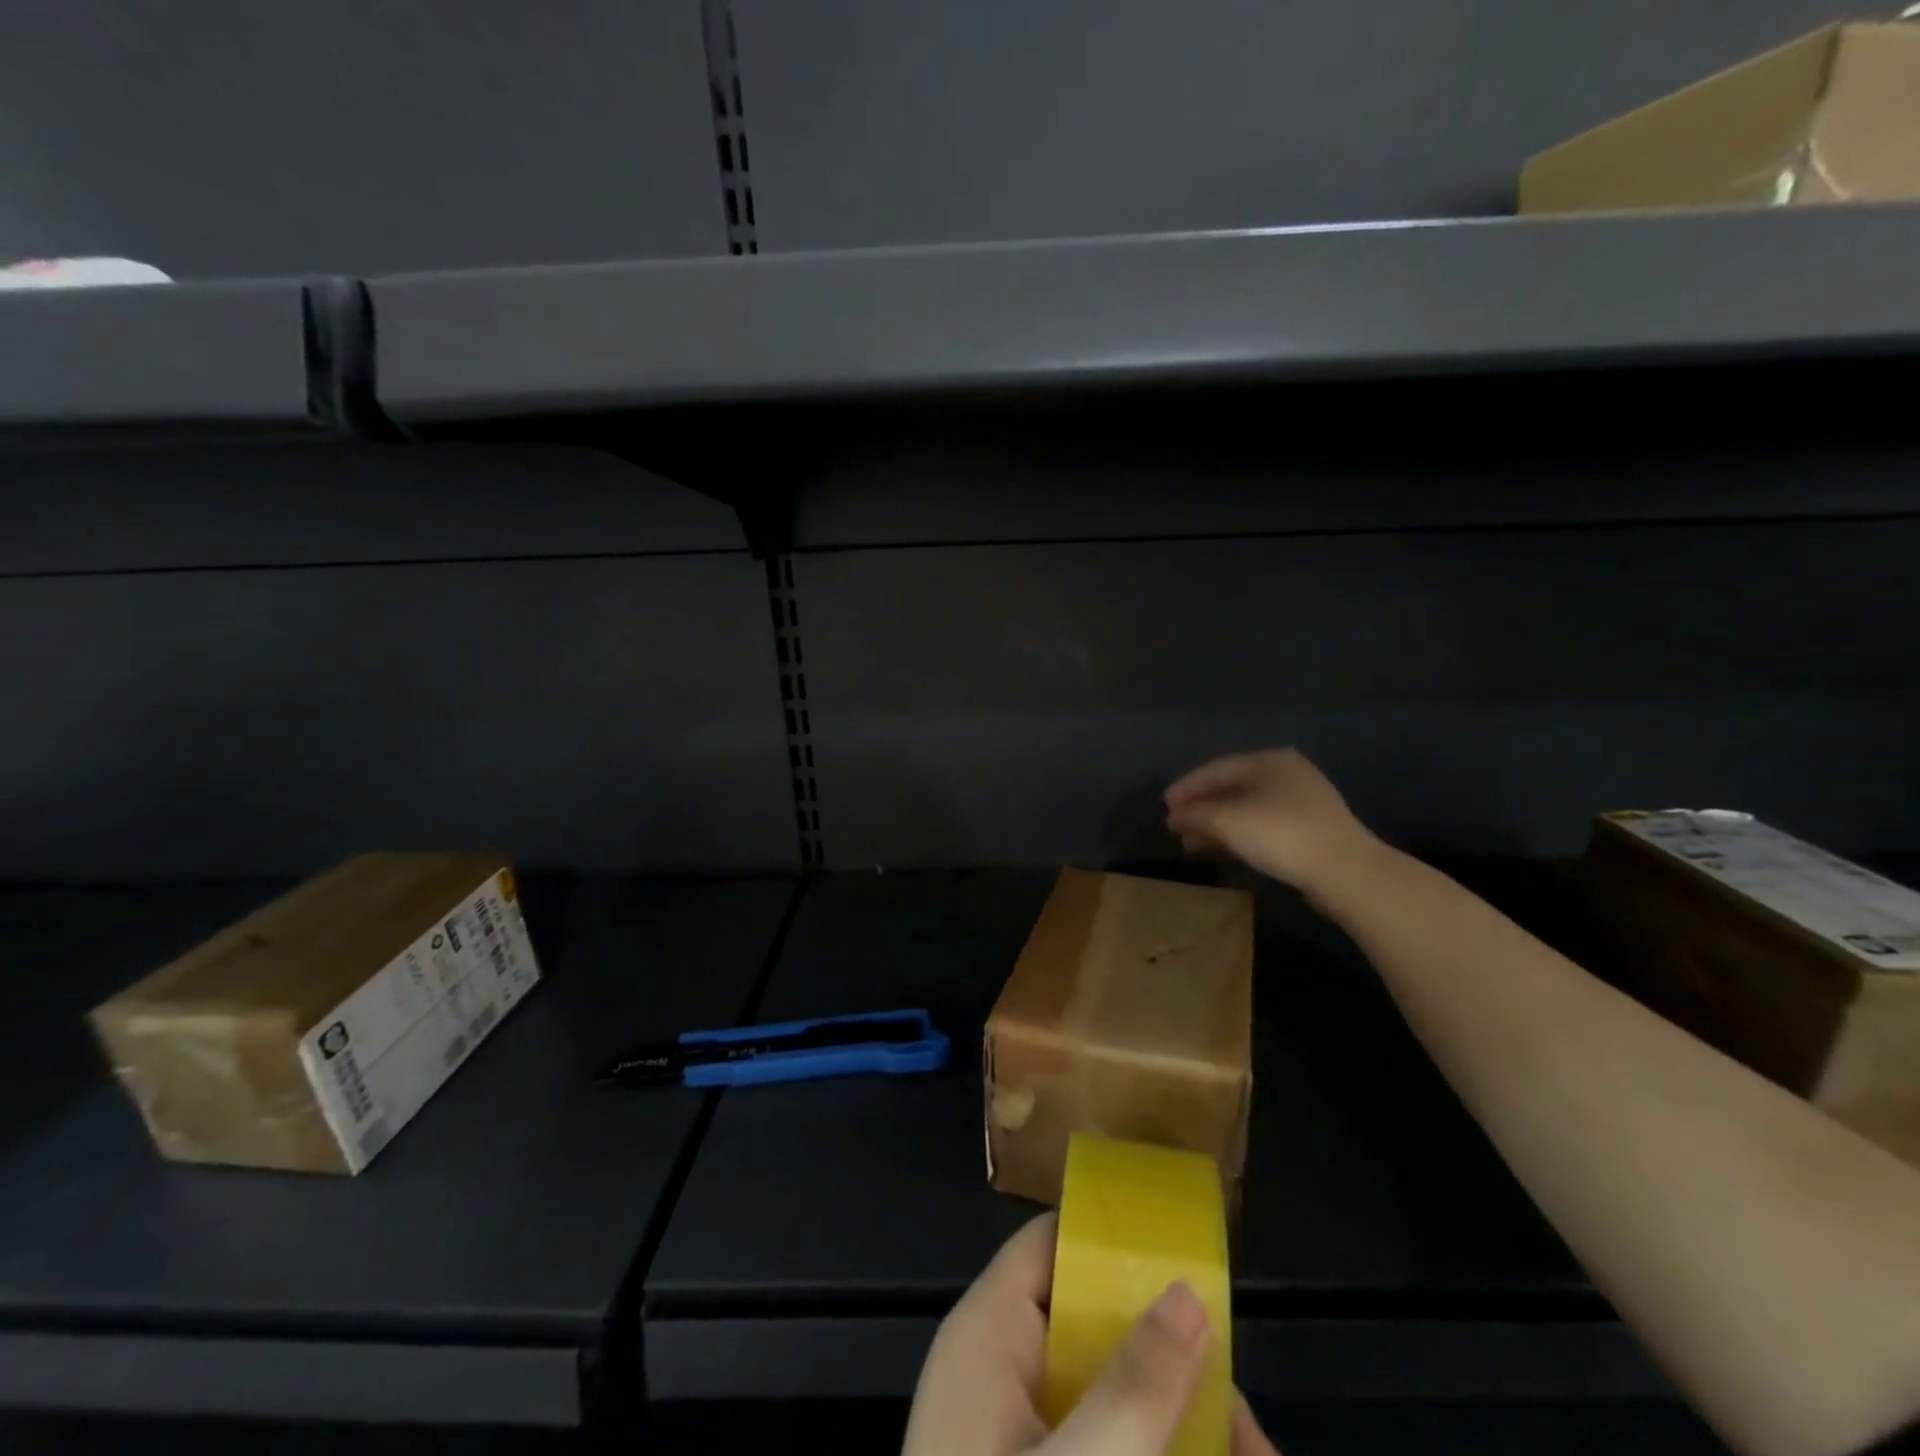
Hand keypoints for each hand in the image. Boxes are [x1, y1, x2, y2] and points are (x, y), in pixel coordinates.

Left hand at [902, 1213, 1282, 1455]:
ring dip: (1184, 1431)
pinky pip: (1107, 1446)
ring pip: (1113, 1399)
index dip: (1114, 1240)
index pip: (1051, 1242)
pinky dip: (1156, 1453)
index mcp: (991, 1331)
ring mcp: (1020, 1434)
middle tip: (1252, 1435)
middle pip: (1096, 1327)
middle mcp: (1004, 1368)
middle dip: (1177, 1370)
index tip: (1191, 1263)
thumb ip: (1135, 1385)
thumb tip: (1189, 1290)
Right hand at [1164, 748, 1379, 898]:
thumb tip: (1174, 814)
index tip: (1164, 806)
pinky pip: (1262, 824)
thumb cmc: (1280, 834)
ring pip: (1246, 809)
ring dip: (1217, 825)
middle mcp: (1287, 773)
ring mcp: (1302, 801)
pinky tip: (1224, 849)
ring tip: (1193, 844)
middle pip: (1231, 788)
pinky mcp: (1310, 828)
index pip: (1215, 769)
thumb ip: (1195, 814)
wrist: (1345, 870)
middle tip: (1176, 828)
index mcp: (1268, 760)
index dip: (1186, 787)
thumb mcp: (1227, 821)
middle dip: (1201, 809)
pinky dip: (1238, 834)